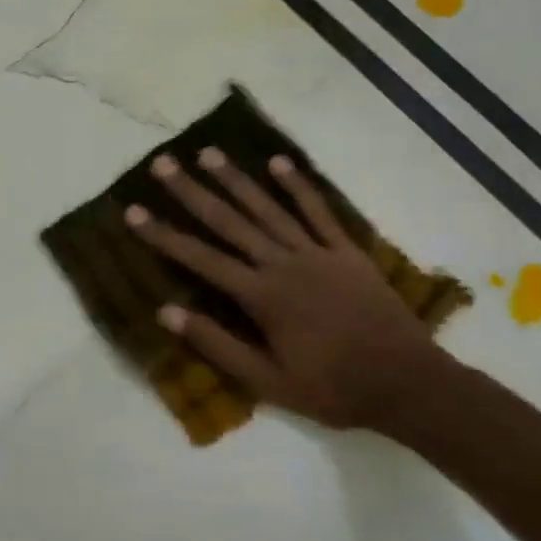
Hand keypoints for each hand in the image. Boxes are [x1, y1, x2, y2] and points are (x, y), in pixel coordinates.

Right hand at [125, 148, 448, 431]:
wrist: (407, 384)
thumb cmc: (333, 387)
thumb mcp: (268, 381)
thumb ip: (217, 345)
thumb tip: (167, 312)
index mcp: (262, 296)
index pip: (201, 259)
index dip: (164, 235)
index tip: (133, 212)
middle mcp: (284, 264)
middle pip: (230, 221)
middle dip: (192, 192)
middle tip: (163, 164)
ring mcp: (318, 253)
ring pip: (269, 208)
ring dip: (236, 179)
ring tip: (208, 153)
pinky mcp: (347, 252)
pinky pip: (320, 212)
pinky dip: (299, 186)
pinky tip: (278, 162)